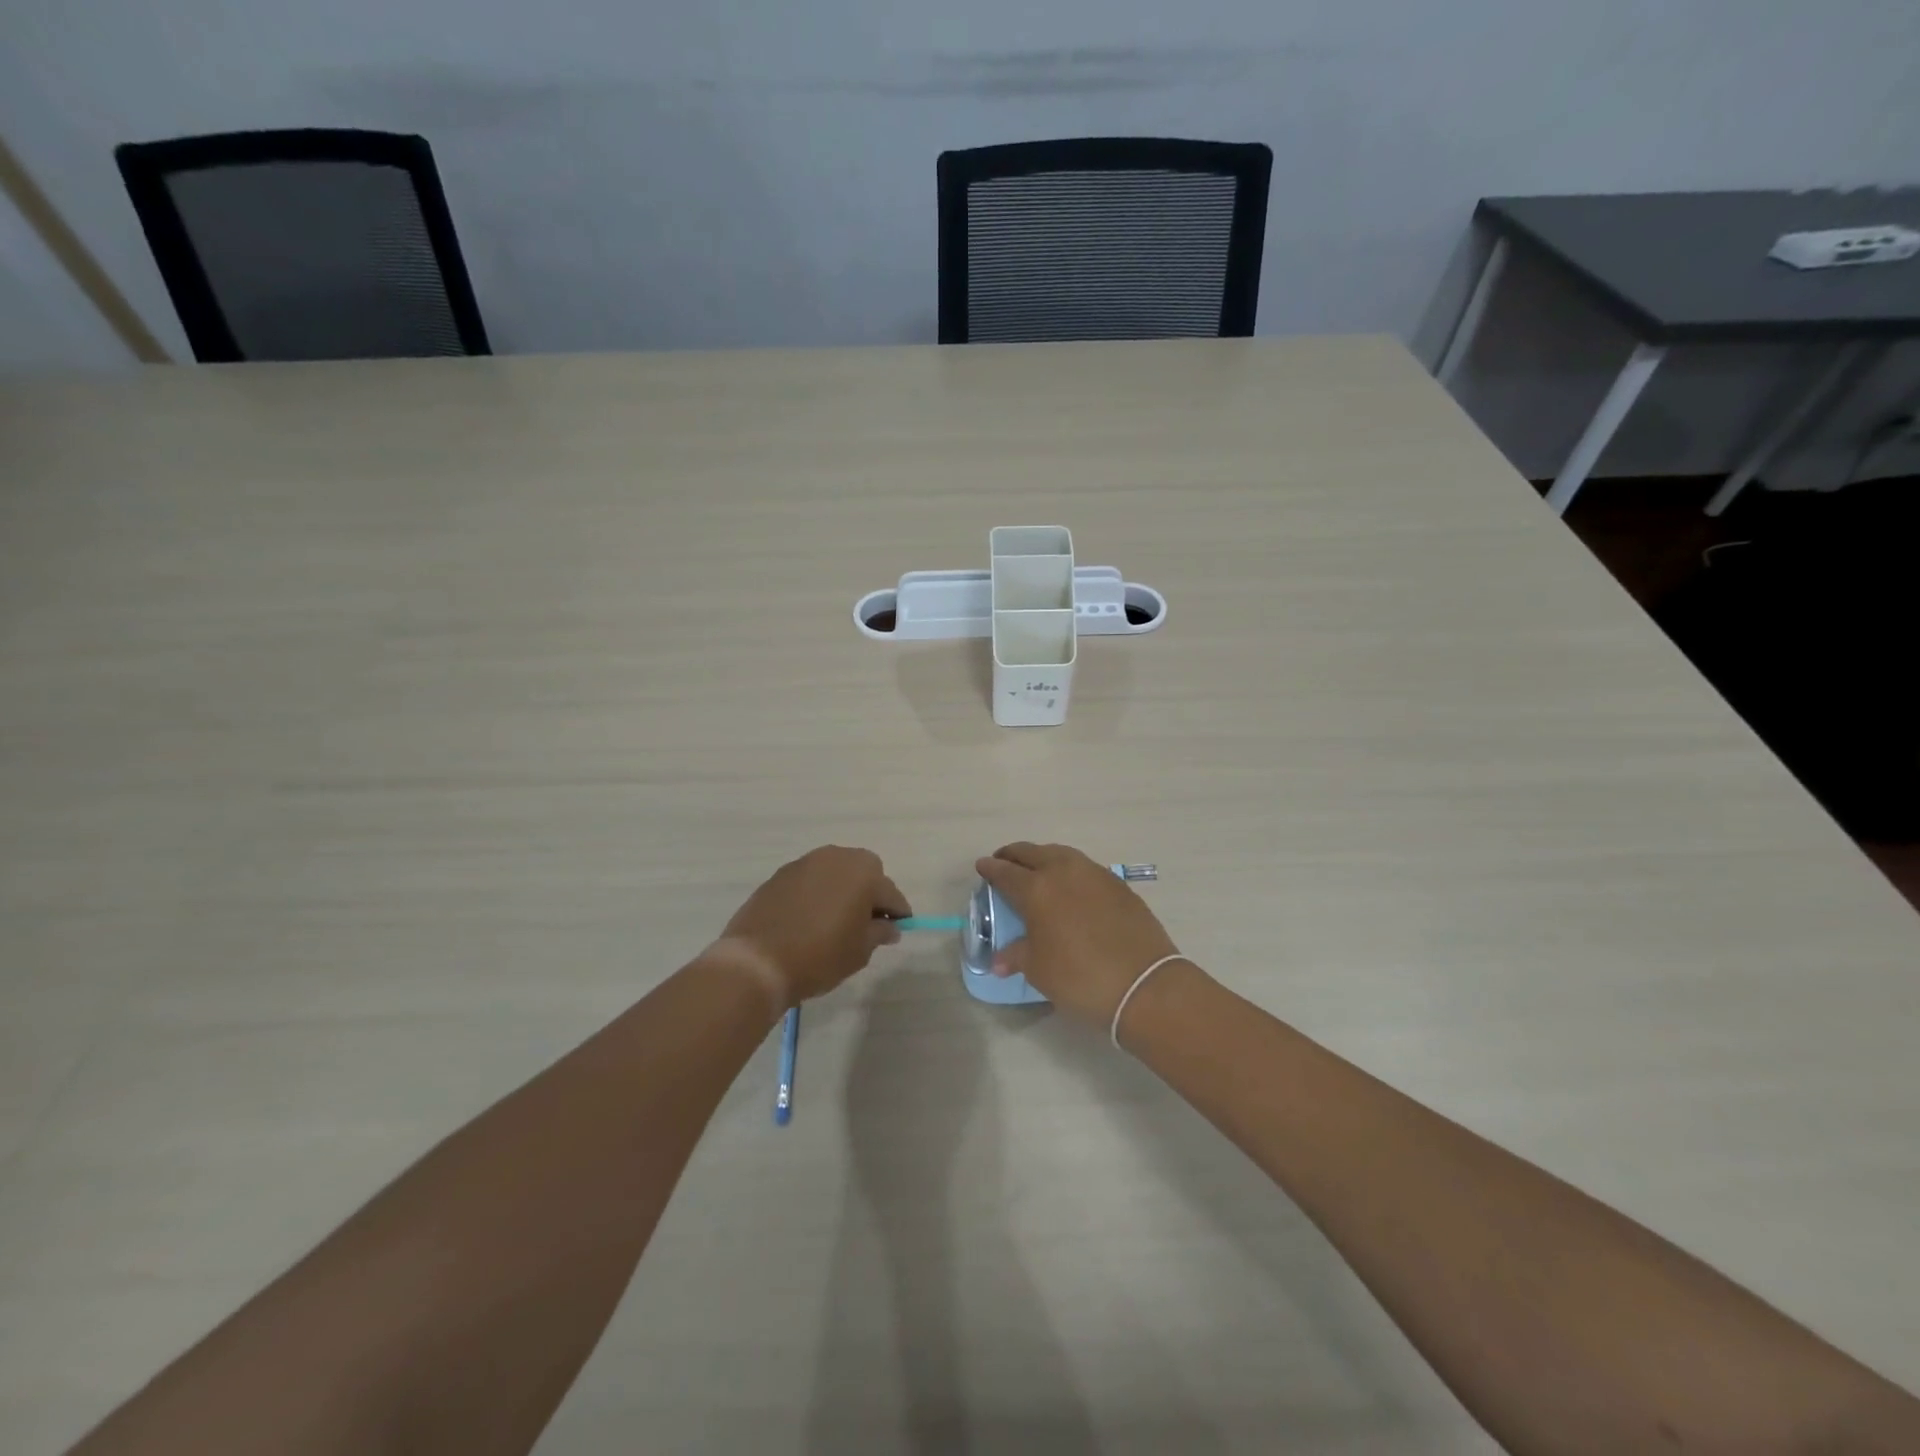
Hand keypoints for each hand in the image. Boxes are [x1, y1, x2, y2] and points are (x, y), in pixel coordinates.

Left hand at [718, 846, 910, 1009]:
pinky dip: (817, 893)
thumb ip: (879, 933)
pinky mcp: (781, 874)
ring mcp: (805, 863)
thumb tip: (889, 927)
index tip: (898, 929)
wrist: (757, 961)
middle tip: (866, 923)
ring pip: (835, 872)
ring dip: (842, 890)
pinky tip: (810, 918)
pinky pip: (811, 880)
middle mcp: (836, 857)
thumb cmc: (819, 956)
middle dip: (870, 893)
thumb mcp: (859, 951)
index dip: (898, 913)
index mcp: (863, 873)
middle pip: (864, 872)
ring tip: (836, 920)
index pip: (891, 893)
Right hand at [974, 842, 1179, 1025]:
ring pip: (1060, 854)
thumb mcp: (1039, 970)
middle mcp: (1063, 871)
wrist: (1144, 984)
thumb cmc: (1080, 978)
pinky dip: (1069, 870)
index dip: (991, 869)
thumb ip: (1016, 956)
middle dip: (1014, 855)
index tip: (982, 866)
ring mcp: (1094, 873)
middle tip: (1004, 862)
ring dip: (1043, 857)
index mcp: (1037, 889)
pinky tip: (1070, 886)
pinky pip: (1084, 867)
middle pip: (1032, 853)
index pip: (1005, 872)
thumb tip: (999, 960)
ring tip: (1036, 870)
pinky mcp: (1118, 884)